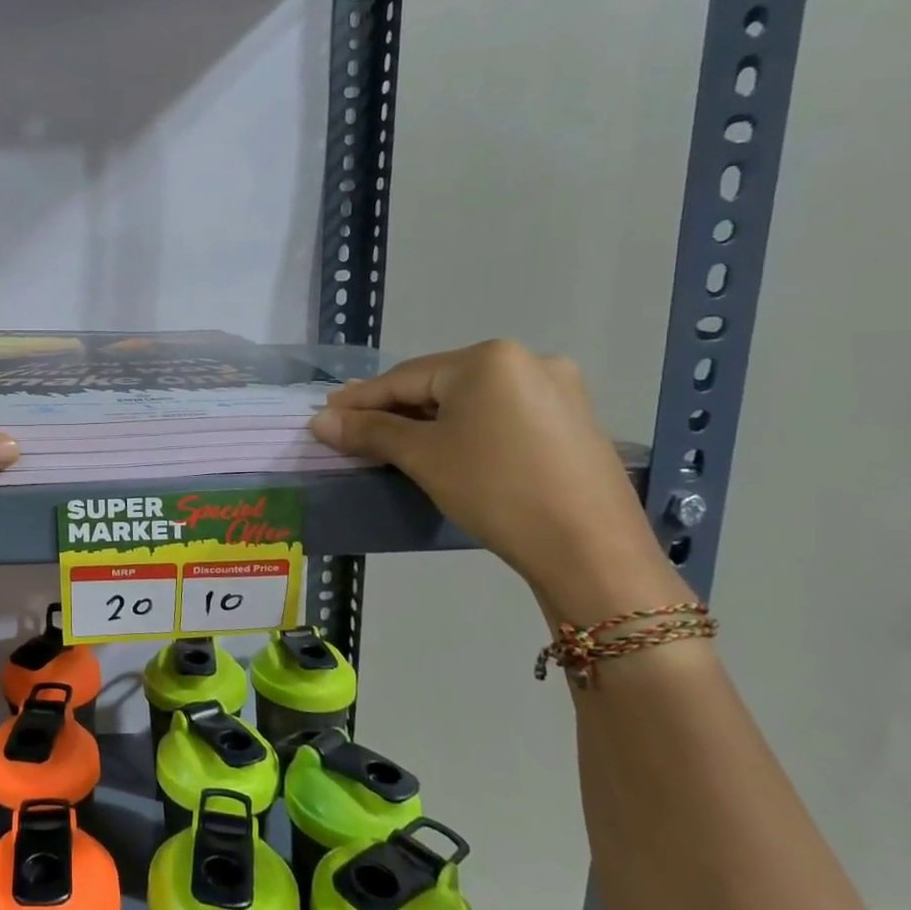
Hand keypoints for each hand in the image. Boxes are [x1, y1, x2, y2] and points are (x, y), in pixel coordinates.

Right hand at [309, 340, 683, 620]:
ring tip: (394, 439)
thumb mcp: (423, 457)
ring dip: (429, 419)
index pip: (406, 376)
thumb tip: (319, 421)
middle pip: (440, 383)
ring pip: (472, 400)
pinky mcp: (573, 422)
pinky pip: (502, 415)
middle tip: (355, 427)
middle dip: (395, 408)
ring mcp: (558, 390)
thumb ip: (369, 432)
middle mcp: (528, 360)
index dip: (361, 398)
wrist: (590, 550)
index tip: (326, 413)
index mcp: (489, 359)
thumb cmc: (495, 490)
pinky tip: (449, 447)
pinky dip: (467, 428)